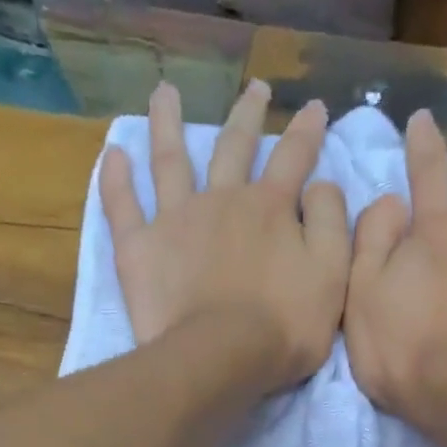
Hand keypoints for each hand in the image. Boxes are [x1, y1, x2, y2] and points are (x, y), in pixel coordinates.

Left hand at [101, 79, 350, 390]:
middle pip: (234, 146)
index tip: (314, 107)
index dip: (307, 131)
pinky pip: (123, 206)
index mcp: (270, 209)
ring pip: (170, 159)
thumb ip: (332, 224)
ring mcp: (176, 220)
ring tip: (164, 91)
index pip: (294, 158)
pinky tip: (114, 154)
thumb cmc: (284, 327)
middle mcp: (222, 200)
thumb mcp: (331, 277)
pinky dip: (116, 179)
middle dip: (248, 115)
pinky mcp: (140, 248)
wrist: (221, 357)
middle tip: (255, 88)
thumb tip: (321, 186)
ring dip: (167, 122)